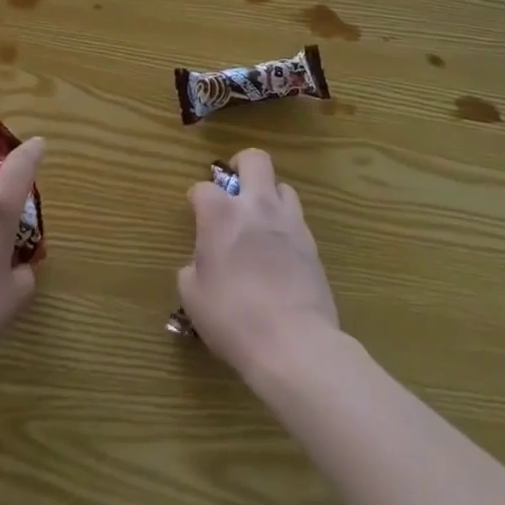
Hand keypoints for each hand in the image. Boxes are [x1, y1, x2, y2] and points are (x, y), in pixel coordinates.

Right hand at [177, 148, 337, 381]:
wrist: (294, 344)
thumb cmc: (233, 318)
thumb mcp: (194, 298)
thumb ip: (192, 270)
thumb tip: (200, 265)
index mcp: (220, 214)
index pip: (202, 188)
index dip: (196, 200)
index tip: (196, 215)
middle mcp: (256, 206)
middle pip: (254, 159)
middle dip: (241, 166)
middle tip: (234, 189)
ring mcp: (289, 222)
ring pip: (282, 186)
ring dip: (269, 196)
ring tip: (261, 221)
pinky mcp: (312, 244)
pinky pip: (297, 220)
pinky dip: (286, 226)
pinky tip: (280, 252)